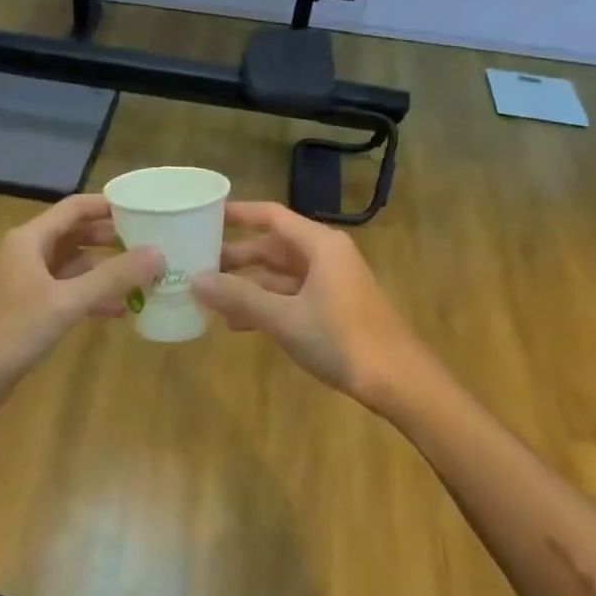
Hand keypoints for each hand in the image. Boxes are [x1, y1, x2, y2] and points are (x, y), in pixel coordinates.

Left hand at [0, 195, 163, 395]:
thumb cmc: (14, 331)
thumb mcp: (68, 302)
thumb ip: (113, 277)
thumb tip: (158, 253)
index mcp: (29, 239)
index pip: (74, 208)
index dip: (108, 206)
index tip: (144, 209)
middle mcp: (25, 252)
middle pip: (75, 235)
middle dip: (111, 239)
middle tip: (150, 244)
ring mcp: (25, 280)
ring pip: (72, 265)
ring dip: (104, 270)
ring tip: (143, 277)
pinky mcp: (28, 307)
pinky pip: (66, 290)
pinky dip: (90, 295)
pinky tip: (119, 309)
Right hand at [193, 202, 436, 412]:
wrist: (399, 381)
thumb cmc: (342, 340)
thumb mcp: (284, 318)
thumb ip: (239, 298)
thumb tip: (196, 280)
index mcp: (320, 245)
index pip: (271, 216)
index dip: (238, 213)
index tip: (205, 214)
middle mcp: (326, 256)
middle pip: (273, 246)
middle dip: (237, 256)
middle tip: (197, 261)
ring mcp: (331, 282)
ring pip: (280, 274)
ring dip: (248, 285)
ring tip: (210, 297)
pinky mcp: (334, 307)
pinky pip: (291, 295)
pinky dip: (266, 304)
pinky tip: (239, 322)